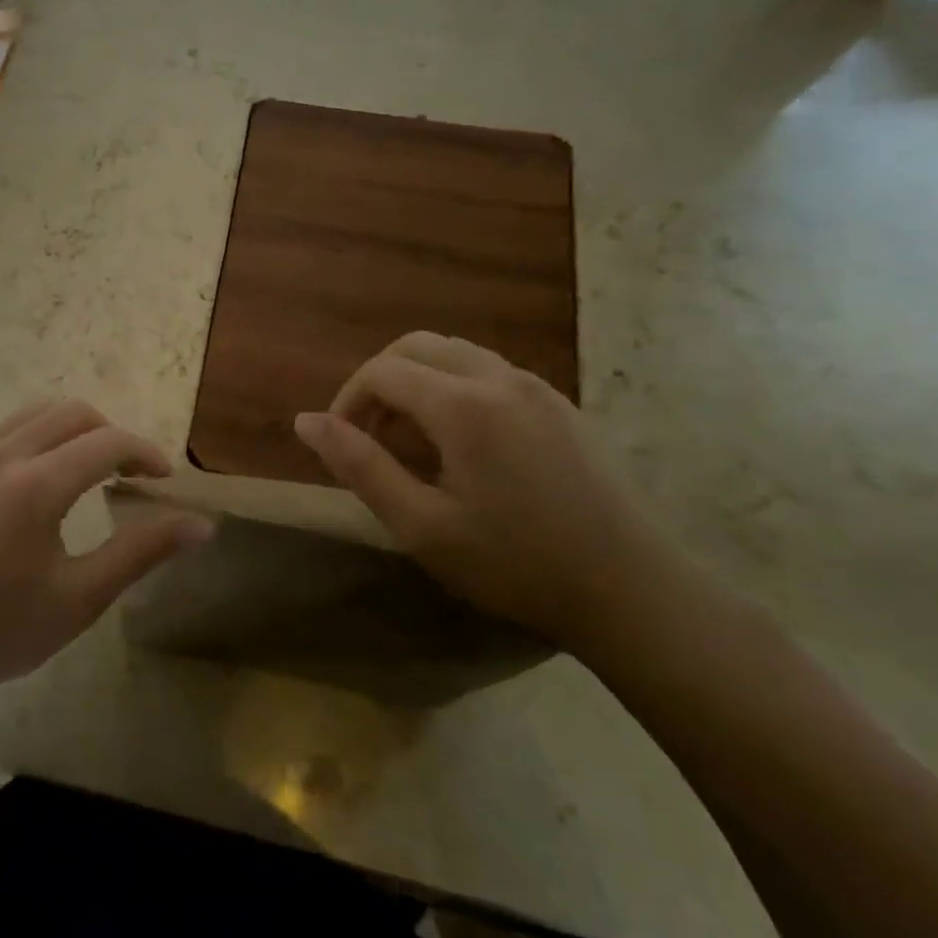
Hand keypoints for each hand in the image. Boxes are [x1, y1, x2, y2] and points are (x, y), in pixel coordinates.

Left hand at [0, 399, 210, 705]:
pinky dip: (42, 434)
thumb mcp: (80, 598)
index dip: (145, 452)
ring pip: (38, 412)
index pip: (107, 442)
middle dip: (113, 434)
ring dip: (76, 429)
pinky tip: (45, 479)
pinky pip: (9, 427)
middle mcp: (4, 454)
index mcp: (37, 483)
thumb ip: (142, 551)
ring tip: (93, 471)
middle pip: (73, 412)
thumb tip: (201, 525)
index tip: (165, 480)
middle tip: (132, 475)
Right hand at [294, 333, 683, 649]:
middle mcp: (500, 378)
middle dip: (378, 381)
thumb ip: (359, 466)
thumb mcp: (421, 525)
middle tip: (369, 434)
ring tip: (410, 438)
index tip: (341, 445)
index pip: (382, 371)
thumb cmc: (515, 564)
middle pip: (417, 345)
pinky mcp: (560, 405)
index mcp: (463, 405)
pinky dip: (453, 386)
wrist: (632, 592)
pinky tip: (460, 442)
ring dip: (417, 380)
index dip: (348, 400)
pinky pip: (489, 371)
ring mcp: (537, 387)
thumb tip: (305, 421)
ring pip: (455, 353)